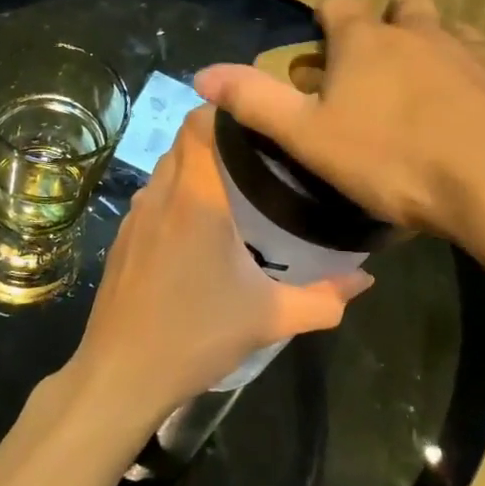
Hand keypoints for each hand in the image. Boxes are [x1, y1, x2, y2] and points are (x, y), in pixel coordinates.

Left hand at [69, 108, 371, 422]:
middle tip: (260, 154)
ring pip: (167, 167)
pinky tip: (197, 227)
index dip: (226, 110)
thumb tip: (364, 278)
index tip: (260, 121)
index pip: (200, 122)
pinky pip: (153, 194)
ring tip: (234, 186)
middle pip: (184, 139)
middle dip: (219, 137)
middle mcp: (161, 193)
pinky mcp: (123, 236)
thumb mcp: (269, 318)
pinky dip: (176, 193)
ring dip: (196, 165)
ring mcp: (135, 214)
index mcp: (196, 197)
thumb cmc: (196, 335)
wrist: (120, 375)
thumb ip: (324, 298)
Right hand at [195, 0, 484, 247]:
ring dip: (431, 47)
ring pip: (447, 30)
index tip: (322, 46)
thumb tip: (200, 73)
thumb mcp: (310, 137)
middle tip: (376, 68)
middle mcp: (419, 32)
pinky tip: (468, 116)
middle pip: (402, 5)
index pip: (339, 5)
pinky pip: (484, 64)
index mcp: (366, 41)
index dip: (327, 20)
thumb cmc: (394, 157)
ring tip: (423, 91)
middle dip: (386, 24)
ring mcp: (470, 52)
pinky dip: (471, 78)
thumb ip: (255, 102)